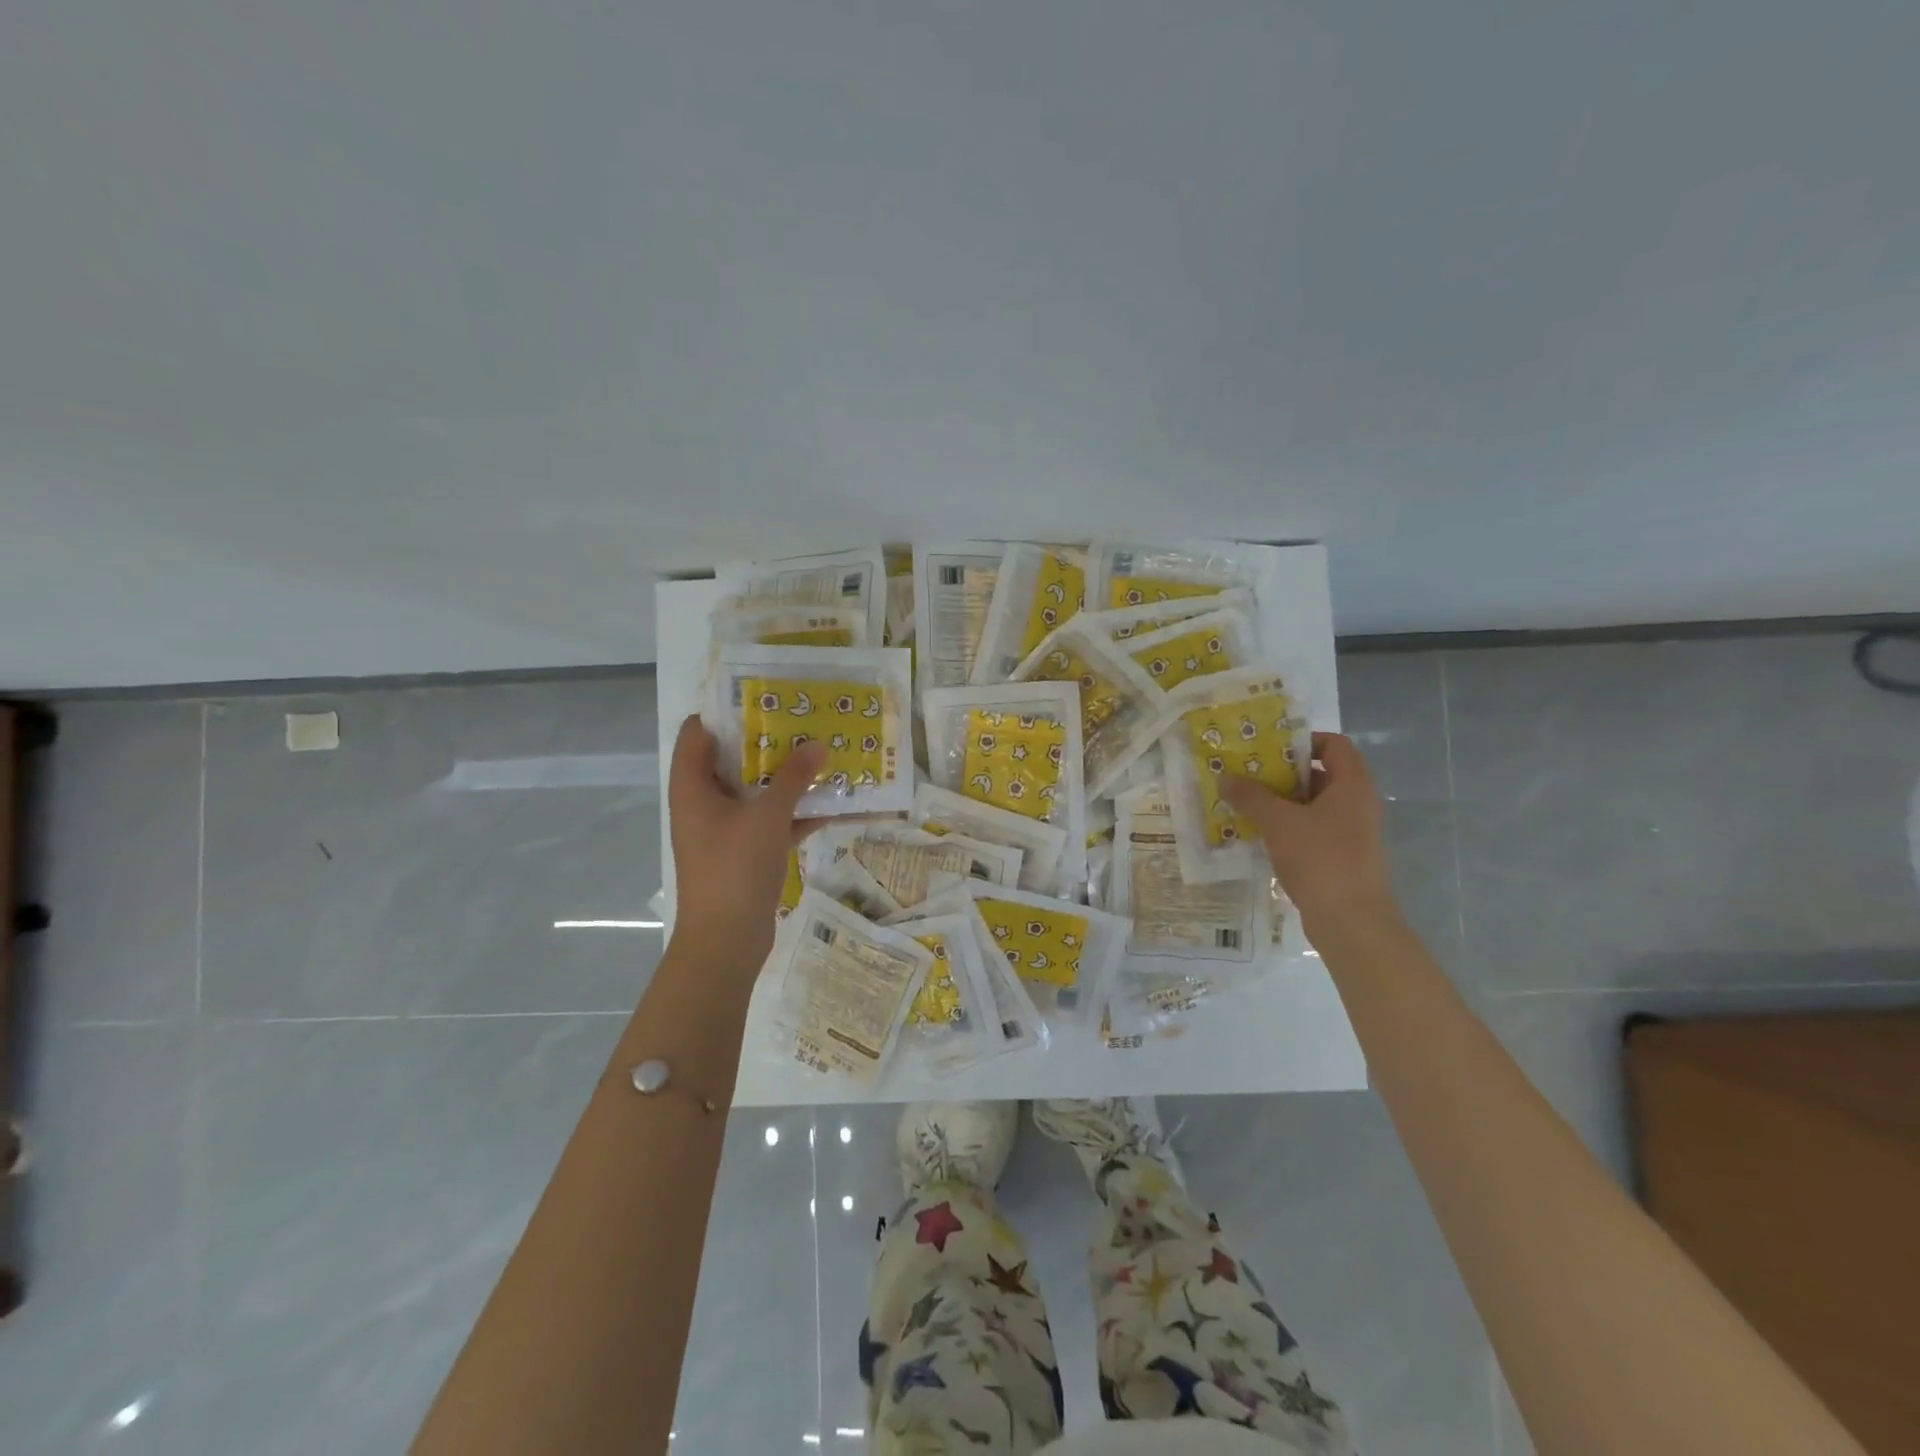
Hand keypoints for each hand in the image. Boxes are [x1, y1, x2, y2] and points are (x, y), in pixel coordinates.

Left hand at [667, 715, 825, 963]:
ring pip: (755, 790)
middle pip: (731, 759)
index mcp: (693, 786)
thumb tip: (818, 744)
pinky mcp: (745, 851)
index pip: (698, 732)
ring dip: (785, 776)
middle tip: (803, 719)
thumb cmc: (735, 868)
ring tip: (821, 752)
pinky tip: (832, 801)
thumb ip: (794, 777)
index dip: (726, 711)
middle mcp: (704, 802)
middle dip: (767, 741)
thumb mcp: (767, 816)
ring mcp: (725, 828)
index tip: (764, 695)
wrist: (726, 940)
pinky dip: (795, 811)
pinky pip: (770, 820)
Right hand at [1218, 732, 1399, 938]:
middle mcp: (1357, 804)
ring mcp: (1351, 833)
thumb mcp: (1278, 822)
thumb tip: (1224, 777)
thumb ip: (1251, 796)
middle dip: (1282, 773)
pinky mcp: (1341, 858)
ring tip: (1244, 803)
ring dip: (1280, 802)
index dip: (1302, 741)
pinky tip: (1258, 835)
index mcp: (1352, 785)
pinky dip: (1287, 828)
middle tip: (1246, 774)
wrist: (1351, 922)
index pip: (1334, 745)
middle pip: (1320, 775)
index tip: (1267, 748)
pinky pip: (1312, 831)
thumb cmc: (1320, 859)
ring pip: (1313, 806)